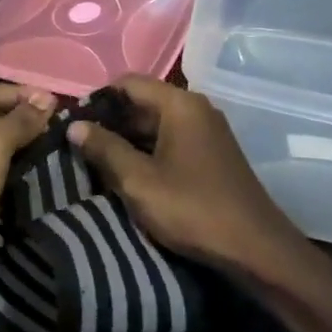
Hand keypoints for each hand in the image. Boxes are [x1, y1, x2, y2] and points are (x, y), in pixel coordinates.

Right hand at [67, 76, 331, 296]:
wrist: (256, 249)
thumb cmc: (193, 209)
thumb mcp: (138, 181)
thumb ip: (104, 149)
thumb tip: (74, 125)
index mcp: (179, 104)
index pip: (128, 82)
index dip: (98, 100)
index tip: (74, 125)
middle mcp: (196, 108)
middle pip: (142, 101)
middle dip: (110, 122)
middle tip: (80, 147)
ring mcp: (207, 131)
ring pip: (155, 123)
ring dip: (127, 140)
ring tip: (98, 163)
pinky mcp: (212, 153)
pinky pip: (171, 140)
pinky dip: (148, 151)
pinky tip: (130, 174)